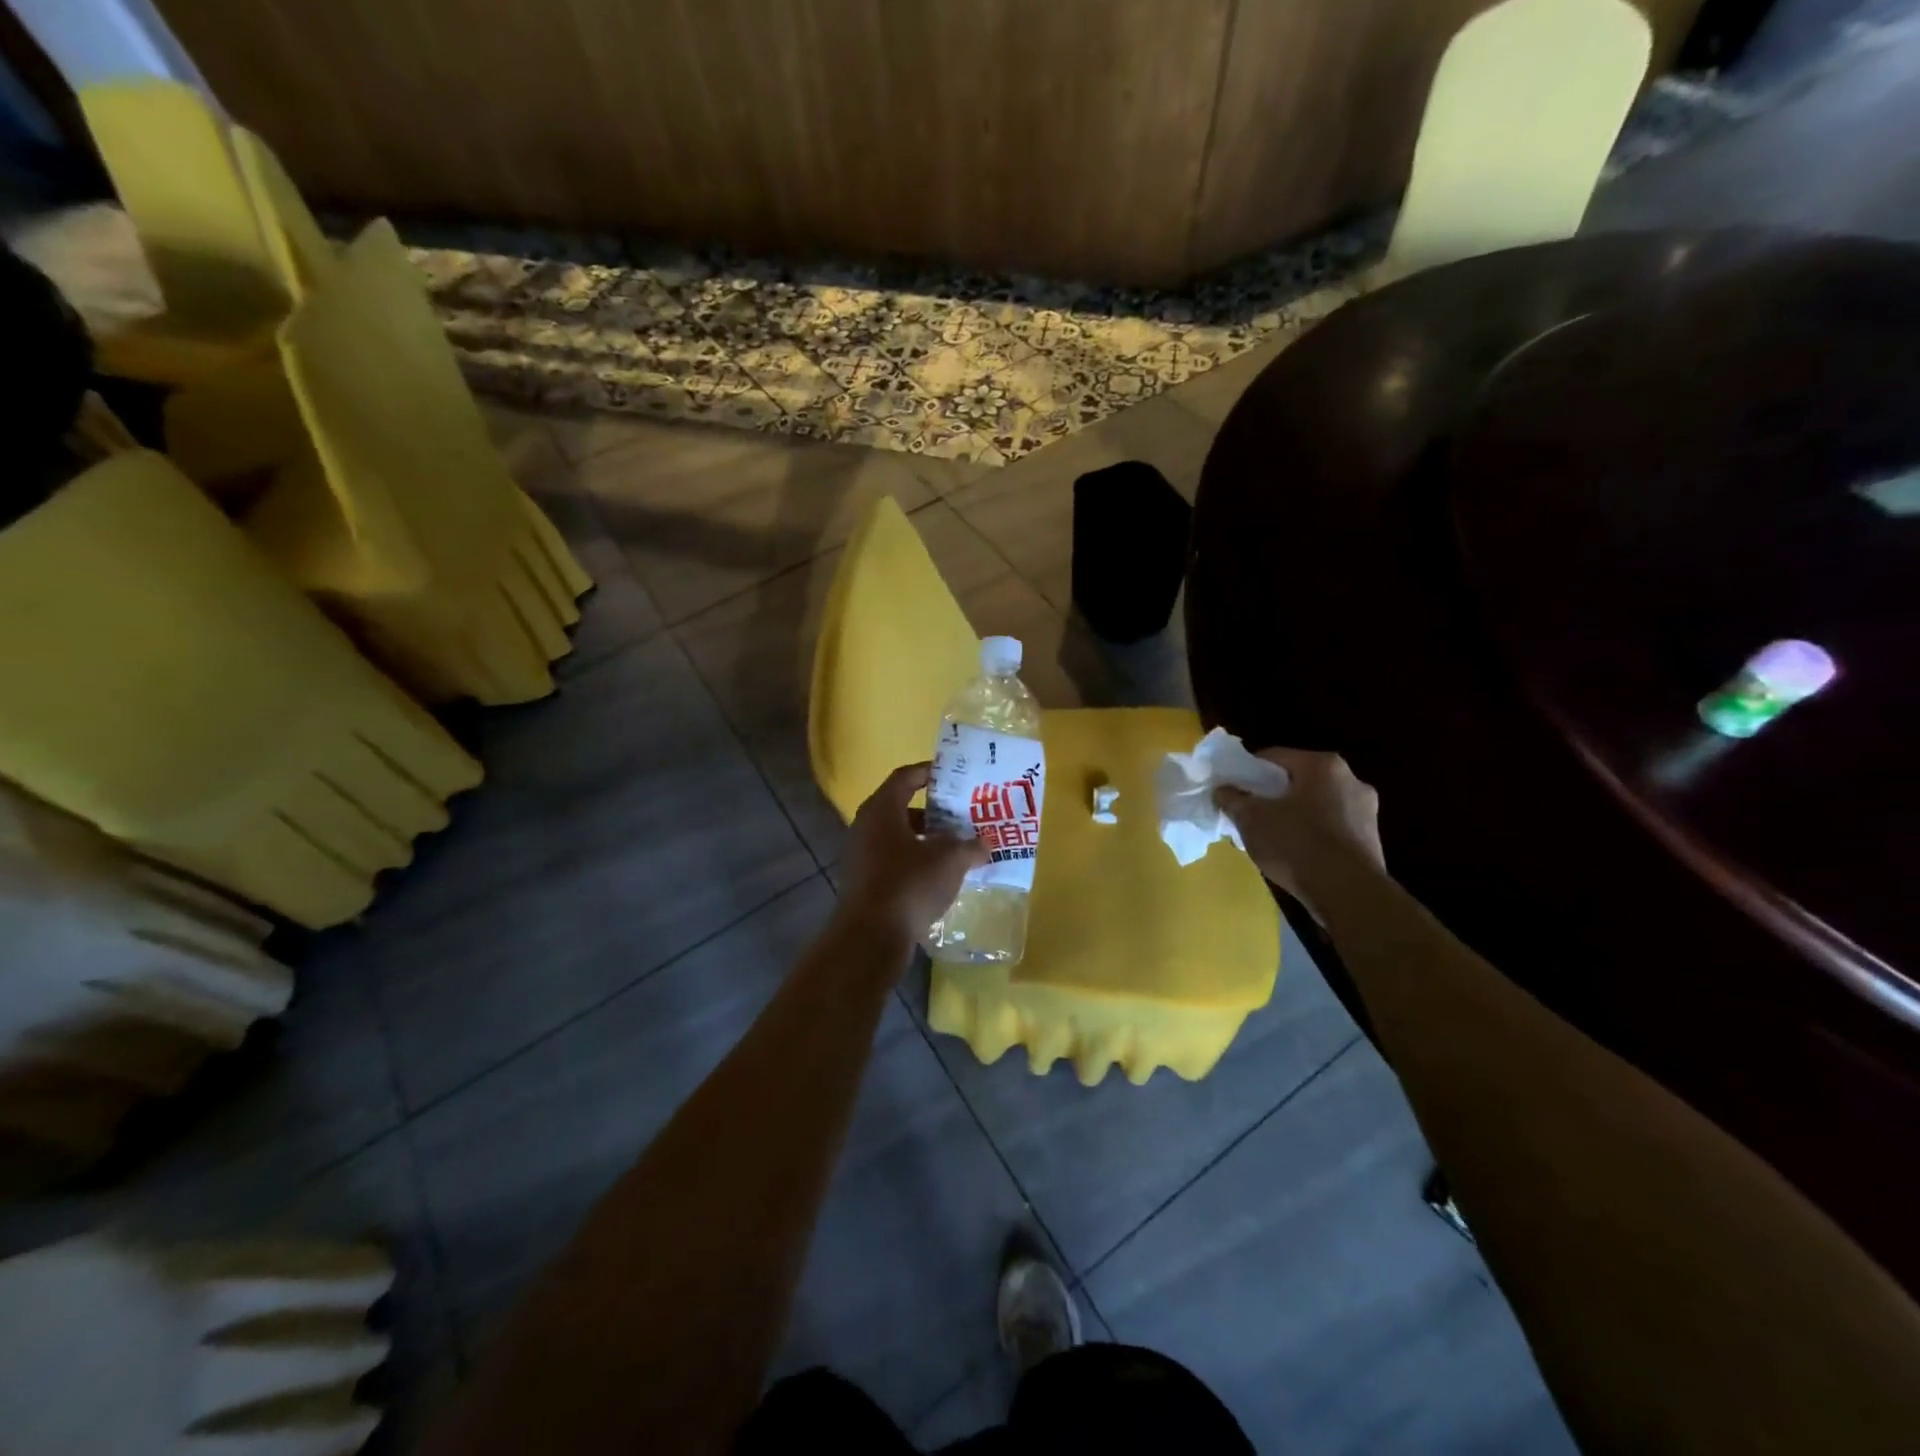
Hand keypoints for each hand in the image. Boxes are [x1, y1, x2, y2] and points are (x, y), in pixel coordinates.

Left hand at [836, 763, 987, 943]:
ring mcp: (861, 855)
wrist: (871, 936)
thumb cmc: (909, 883)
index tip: (954, 776)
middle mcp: (866, 826)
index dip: (930, 772)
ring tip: (956, 845)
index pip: (906, 777)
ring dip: (926, 838)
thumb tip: (985, 844)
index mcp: (882, 809)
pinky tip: (939, 874)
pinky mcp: (865, 881)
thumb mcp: (949, 861)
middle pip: (901, 807)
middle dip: (934, 811)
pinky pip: (893, 859)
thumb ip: (970, 847)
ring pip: (898, 836)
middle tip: (961, 814)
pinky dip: (916, 860)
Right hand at [1216, 748, 1384, 915]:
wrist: (1348, 893)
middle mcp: (1350, 779)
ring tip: (1270, 837)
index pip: (1274, 757)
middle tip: (1249, 814)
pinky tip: (1295, 854)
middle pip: (1297, 781)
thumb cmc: (1297, 844)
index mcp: (1322, 765)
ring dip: (1292, 815)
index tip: (1232, 791)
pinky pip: (1331, 826)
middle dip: (1271, 795)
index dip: (1247, 772)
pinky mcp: (1371, 838)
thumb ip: (1232, 799)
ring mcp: (1366, 809)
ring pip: (1315, 804)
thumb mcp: (1251, 819)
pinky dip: (1311, 833)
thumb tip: (1222, 790)